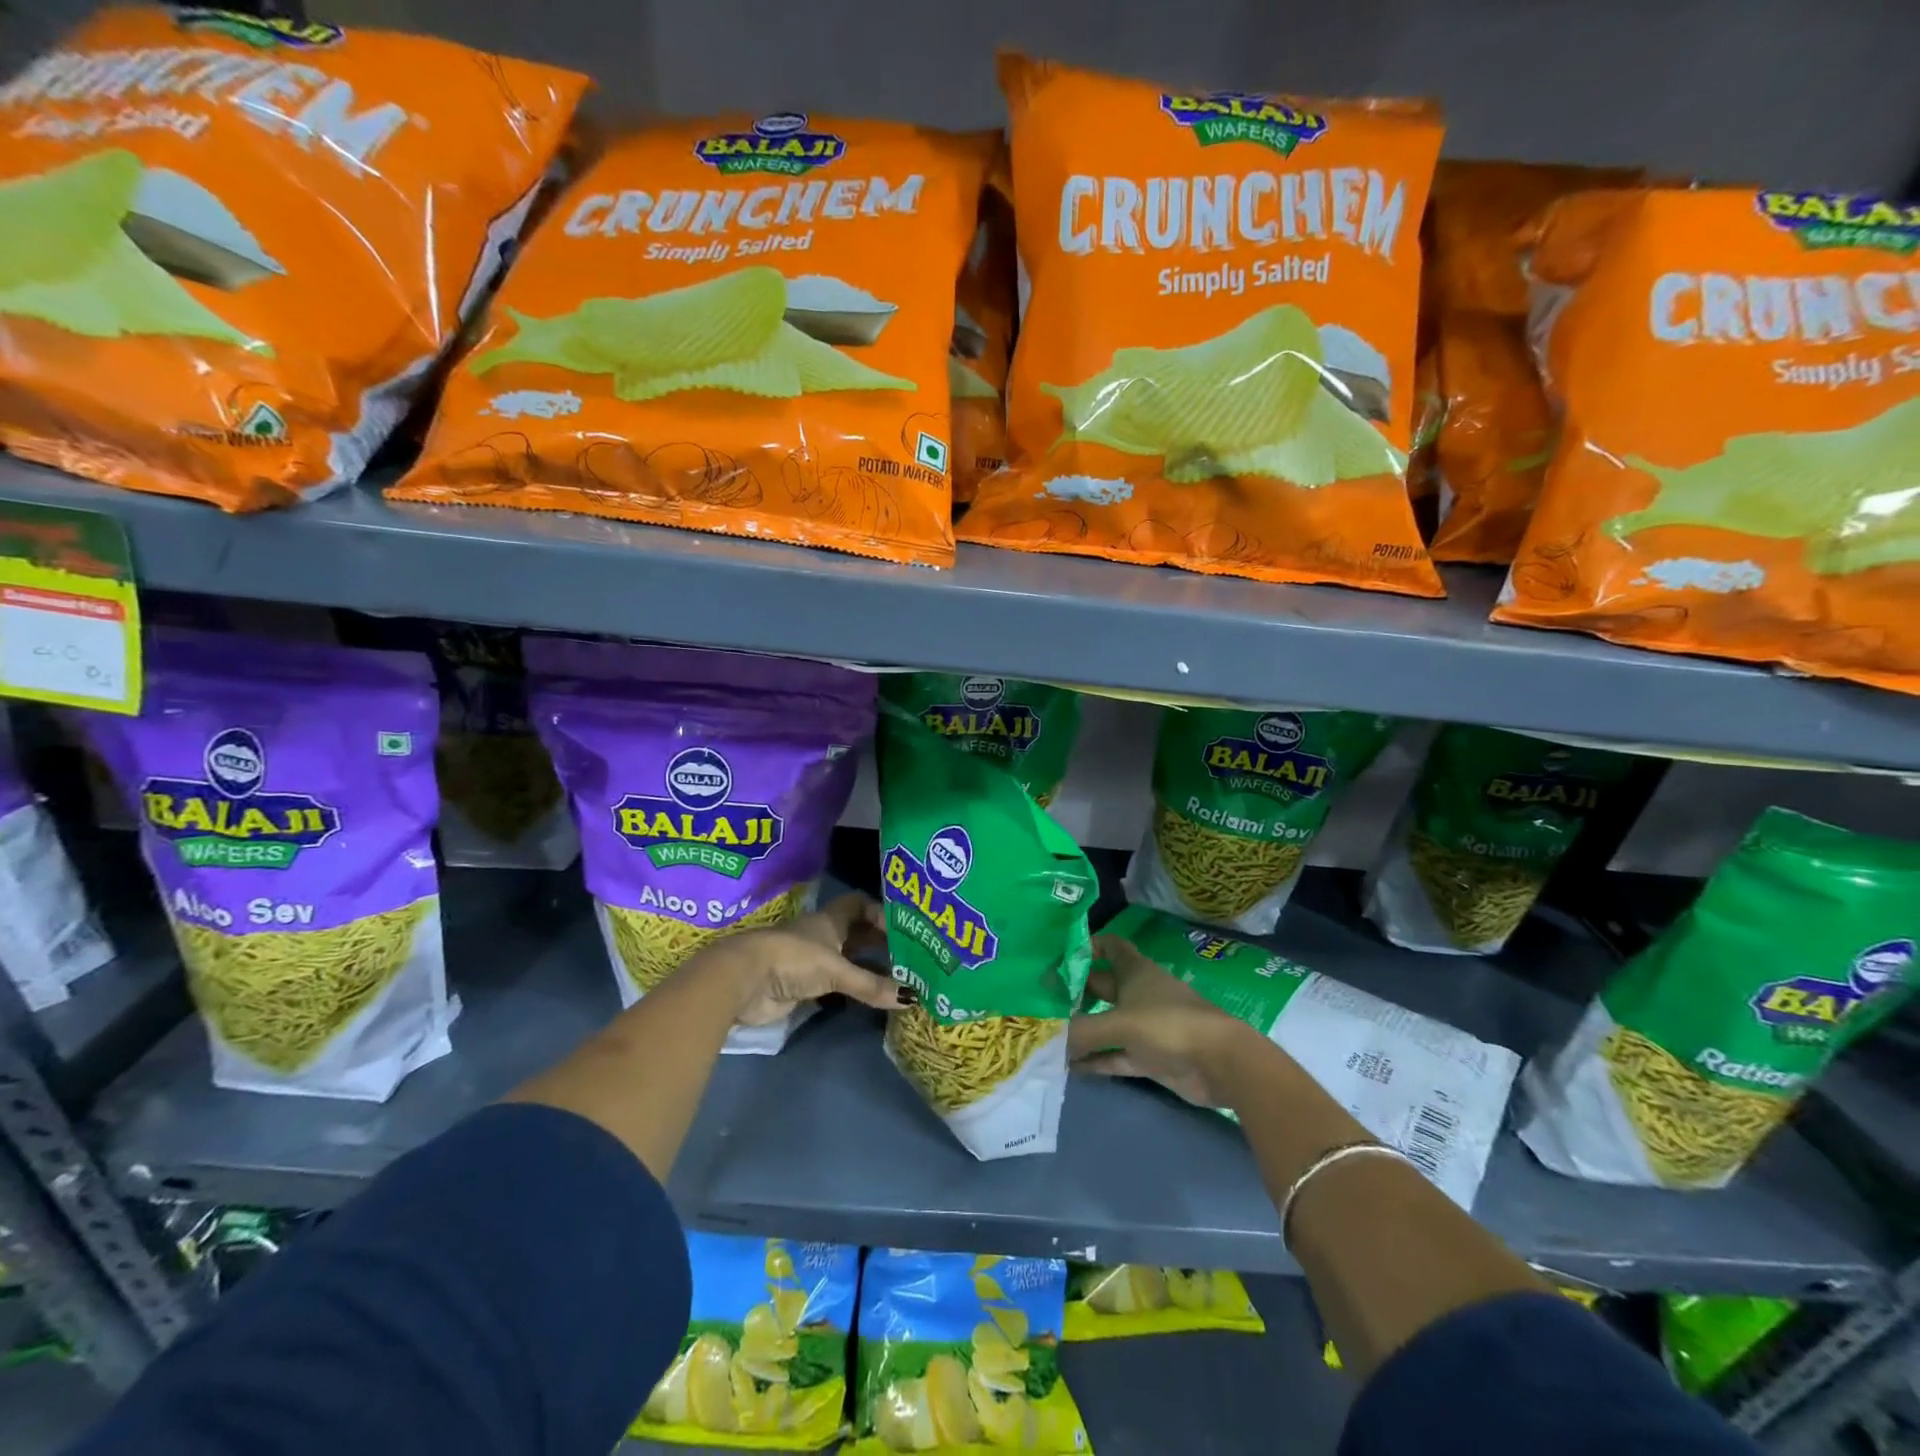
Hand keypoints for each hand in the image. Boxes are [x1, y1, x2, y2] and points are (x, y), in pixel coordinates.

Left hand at [691, 892, 901, 1026]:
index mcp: (830, 920)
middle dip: (880, 942)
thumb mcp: (836, 969)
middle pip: (856, 933)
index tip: (903, 928)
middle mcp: (823, 936)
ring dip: (868, 967)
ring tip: (899, 978)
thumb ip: (870, 984)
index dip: (880, 912)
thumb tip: (911, 998)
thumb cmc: (792, 959)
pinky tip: (871, 997)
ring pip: (847, 959)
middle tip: (910, 955)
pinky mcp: (803, 986)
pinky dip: (853, 989)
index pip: (859, 904)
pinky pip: (836, 984)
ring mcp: (812, 961)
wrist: (744, 981)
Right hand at [1068, 934, 1271, 1107]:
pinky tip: (1070, 1067)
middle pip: (1102, 986)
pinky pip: (1116, 1055)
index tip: (1060, 956)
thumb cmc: (1168, 1026)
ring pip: (1107, 1024)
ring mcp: (1146, 1027)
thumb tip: (1048, 1037)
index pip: (1110, 946)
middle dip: (1075, 993)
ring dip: (1083, 1031)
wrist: (1219, 1064)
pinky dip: (1096, 1060)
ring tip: (1048, 1037)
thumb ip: (1082, 1031)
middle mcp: (1139, 994)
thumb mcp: (1120, 1024)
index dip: (1088, 946)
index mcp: (1135, 971)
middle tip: (1041, 1002)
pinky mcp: (1150, 1057)